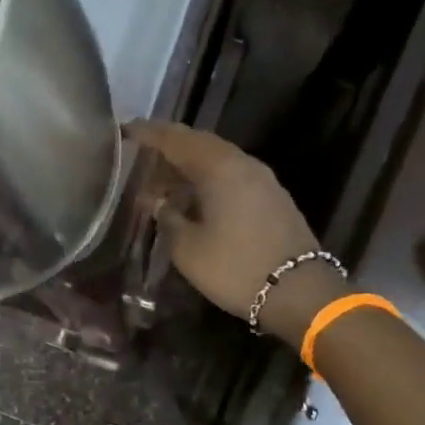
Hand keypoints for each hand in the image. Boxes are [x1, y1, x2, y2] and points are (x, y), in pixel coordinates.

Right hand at [129, 120, 348, 346]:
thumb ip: (167, 218)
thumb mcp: (188, 248)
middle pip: (199, 145)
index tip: (125, 131)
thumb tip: (157, 201)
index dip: (149, 134)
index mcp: (219, 168)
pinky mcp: (271, 198)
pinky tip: (192, 200)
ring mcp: (262, 180)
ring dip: (188, 168)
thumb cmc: (235, 268)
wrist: (299, 292)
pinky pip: (231, 177)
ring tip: (161, 185)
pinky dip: (206, 181)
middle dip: (168, 149)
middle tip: (140, 160)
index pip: (176, 139)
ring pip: (217, 161)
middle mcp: (242, 164)